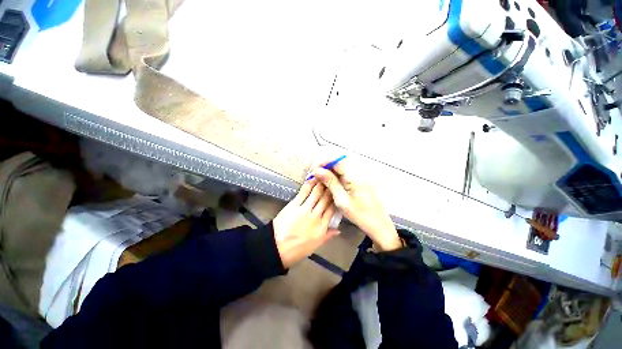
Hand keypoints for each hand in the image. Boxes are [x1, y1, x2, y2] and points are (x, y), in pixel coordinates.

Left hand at [273, 180, 339, 267]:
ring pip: (317, 194)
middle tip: (333, 178)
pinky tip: (313, 179)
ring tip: (325, 175)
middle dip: (331, 188)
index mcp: (322, 227)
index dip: (336, 199)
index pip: (332, 210)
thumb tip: (338, 230)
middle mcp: (316, 217)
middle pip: (326, 199)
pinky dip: (309, 185)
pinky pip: (304, 193)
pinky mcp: (294, 205)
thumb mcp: (315, 245)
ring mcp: (305, 210)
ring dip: (321, 184)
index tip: (338, 191)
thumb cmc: (297, 249)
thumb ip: (327, 236)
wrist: (277, 248)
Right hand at [312, 158, 401, 250]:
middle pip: (340, 162)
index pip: (338, 161)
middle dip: (327, 166)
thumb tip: (318, 171)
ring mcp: (361, 176)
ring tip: (321, 179)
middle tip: (316, 175)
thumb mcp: (342, 200)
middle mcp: (359, 172)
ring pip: (343, 167)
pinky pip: (346, 173)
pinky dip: (337, 176)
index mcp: (355, 176)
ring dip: (331, 170)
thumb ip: (330, 183)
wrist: (379, 224)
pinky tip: (331, 183)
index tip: (314, 170)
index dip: (325, 162)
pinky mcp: (361, 181)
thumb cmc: (360, 214)